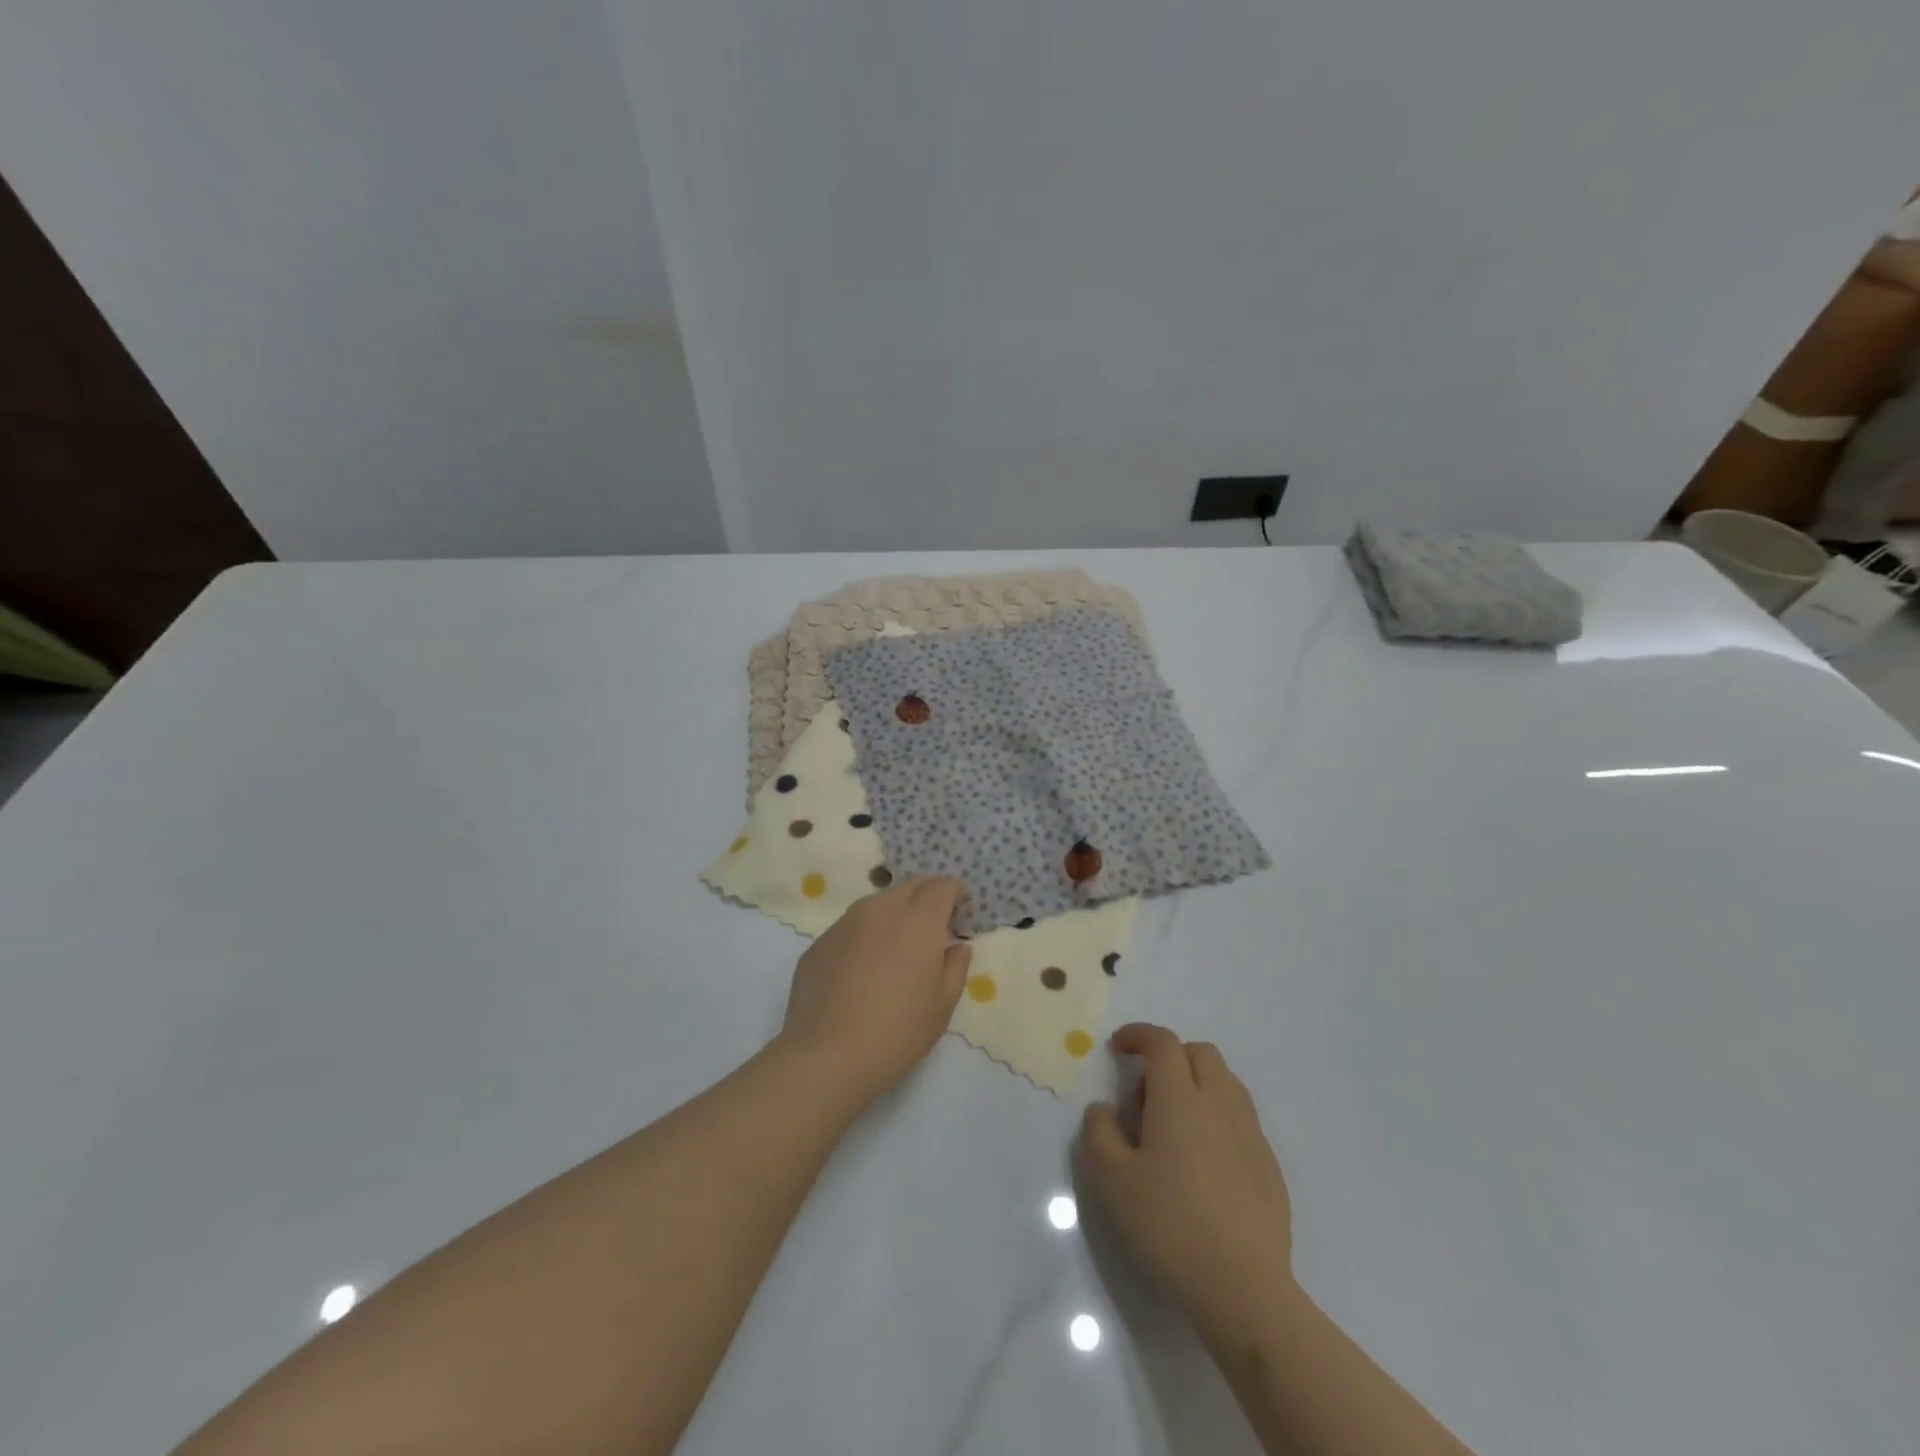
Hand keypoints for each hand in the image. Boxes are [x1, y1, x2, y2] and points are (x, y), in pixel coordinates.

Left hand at [777, 876, 971, 1108]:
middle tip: (933, 929)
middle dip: (927, 898)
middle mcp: (882, 909)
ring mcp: (846, 923)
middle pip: (911, 886)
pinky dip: (865, 937)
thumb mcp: (942, 1005)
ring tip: (896, 951)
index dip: (956, 895)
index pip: (943, 885)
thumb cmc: (897, 1031)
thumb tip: (957, 947)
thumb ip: (956, 967)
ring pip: (878, 903)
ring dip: (895, 915)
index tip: (960, 915)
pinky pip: (851, 928)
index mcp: (919, 920)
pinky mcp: (820, 942)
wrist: (826, 1056)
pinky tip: (862, 972)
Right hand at [1080, 1023, 1295, 1344]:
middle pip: (1199, 1052)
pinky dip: (1217, 1117)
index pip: (1162, 1042)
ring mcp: (1250, 1133)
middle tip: (1145, 1094)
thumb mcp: (1112, 1181)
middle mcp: (1219, 1103)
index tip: (1118, 1048)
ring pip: (1225, 1082)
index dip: (1138, 1035)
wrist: (1245, 1289)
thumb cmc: (1170, 1226)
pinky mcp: (1269, 1165)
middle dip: (1170, 1056)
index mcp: (1180, 1098)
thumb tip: (1102, 1109)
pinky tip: (1204, 1162)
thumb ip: (1099, 1133)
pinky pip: (1241, 1118)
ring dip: (1197, 1084)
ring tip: (1174, 1126)